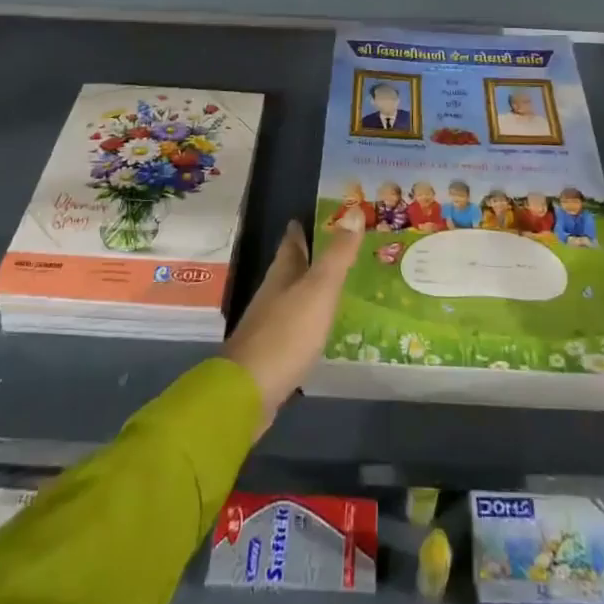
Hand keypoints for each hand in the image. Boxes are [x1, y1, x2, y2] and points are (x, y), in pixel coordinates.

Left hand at [224, 209, 363, 429]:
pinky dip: (307, 320)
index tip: (308, 218)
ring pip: (291, 297)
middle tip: (332, 251)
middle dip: (307, 258)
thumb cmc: (287, 333)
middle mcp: (272, 294)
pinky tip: (319, 327)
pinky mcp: (272, 354)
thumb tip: (354, 212)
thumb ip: (337, 255)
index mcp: (282, 274)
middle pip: (289, 269)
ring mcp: (269, 325)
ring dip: (308, 289)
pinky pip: (293, 326)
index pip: (290, 243)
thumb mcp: (319, 289)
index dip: (299, 230)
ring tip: (332, 286)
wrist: (249, 391)